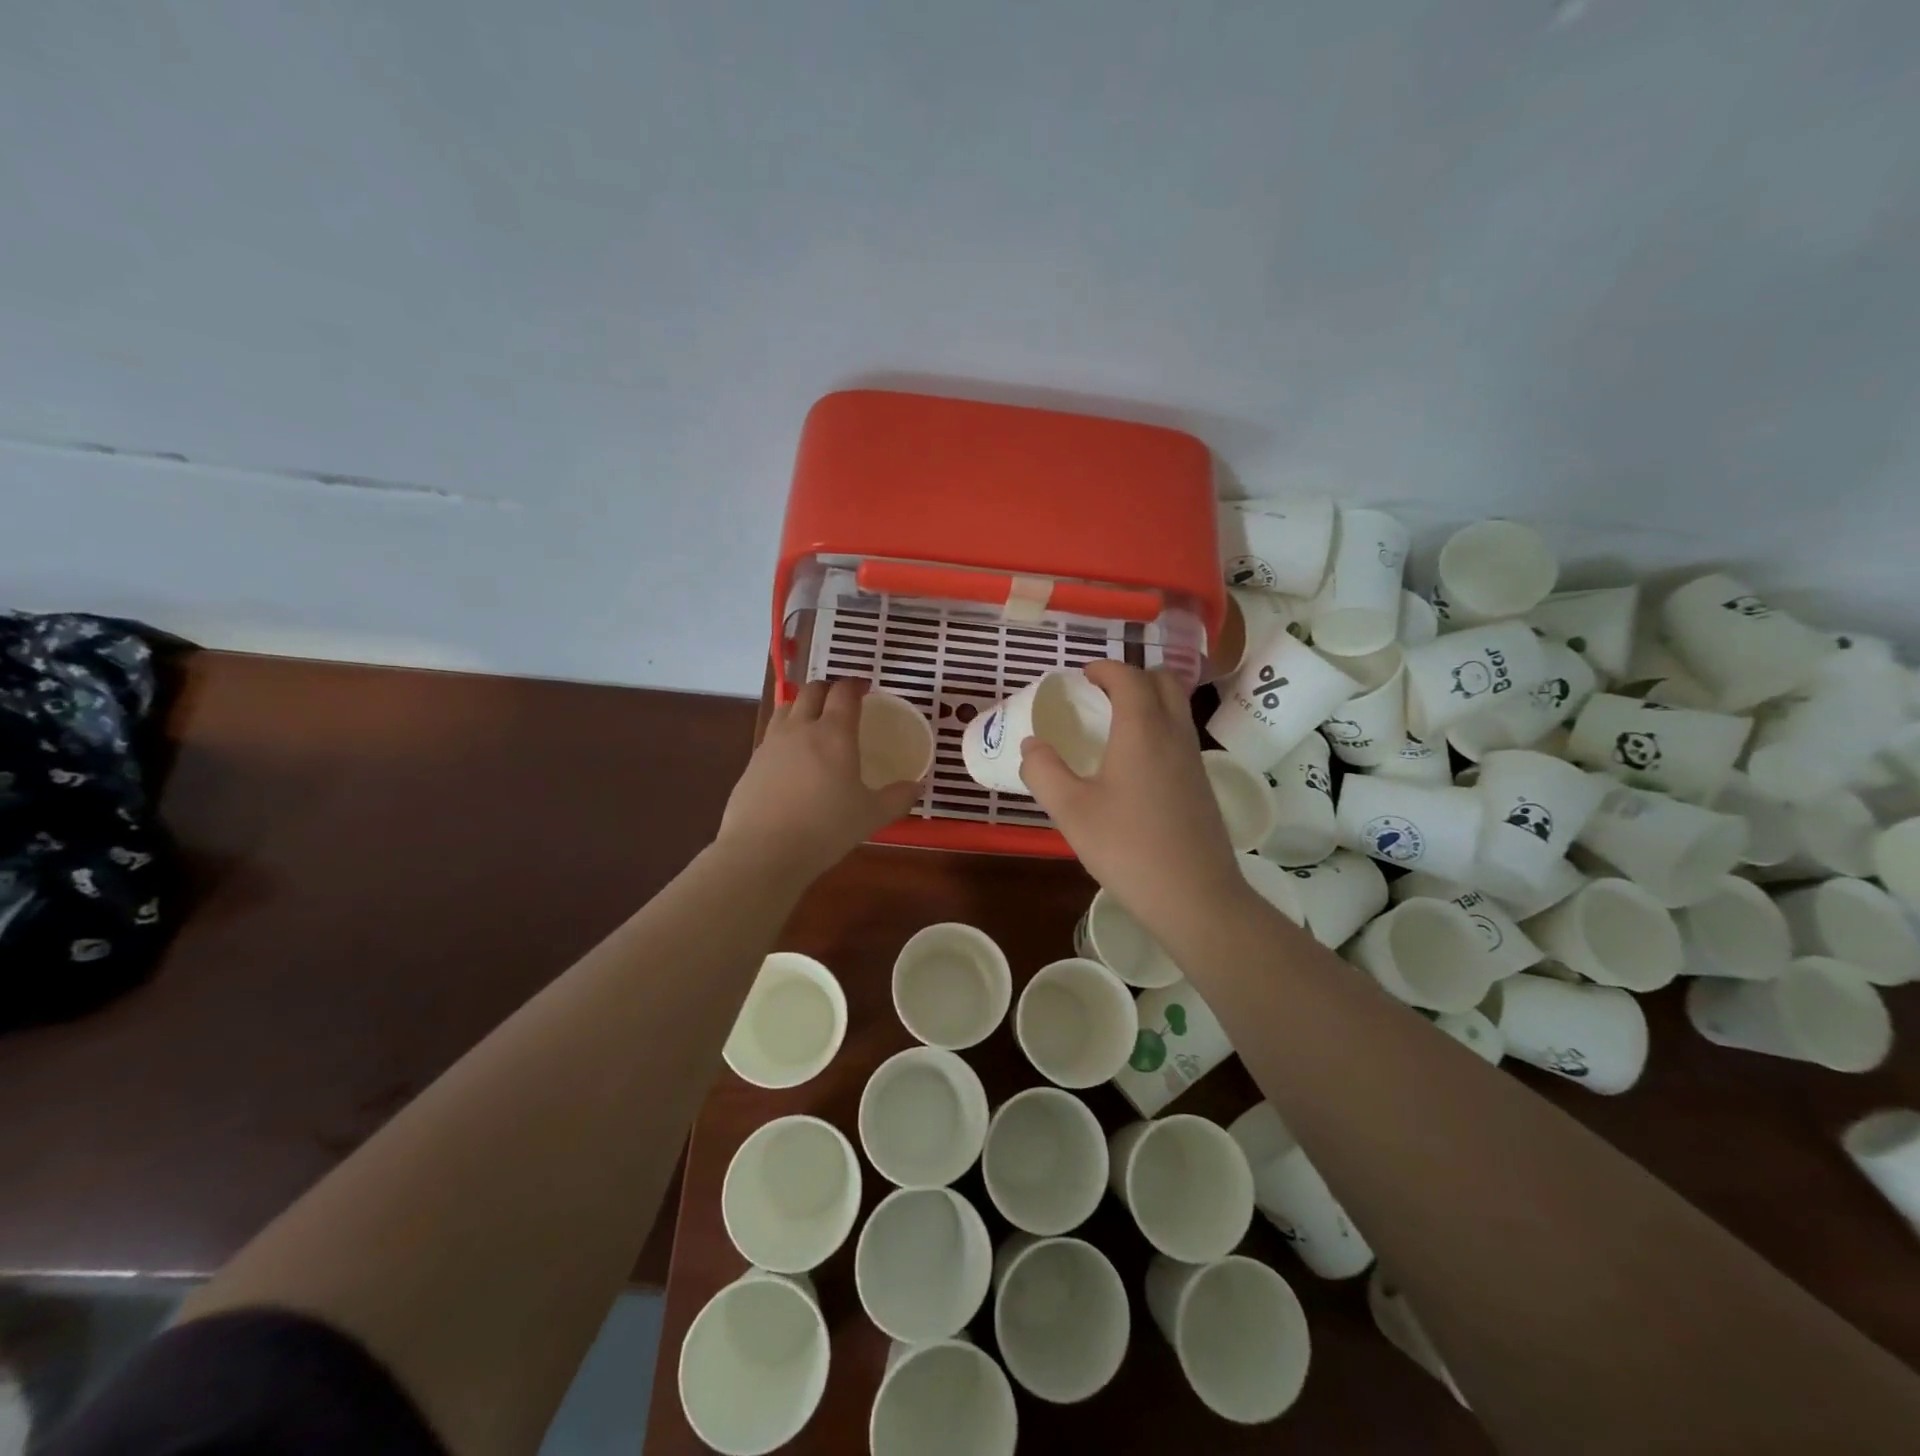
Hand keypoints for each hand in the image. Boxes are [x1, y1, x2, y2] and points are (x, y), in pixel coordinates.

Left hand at [716, 679, 925, 881]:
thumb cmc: (825, 828)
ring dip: (803, 705)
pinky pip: (771, 735)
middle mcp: (800, 729)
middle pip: (811, 691)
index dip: (855, 685)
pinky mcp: (752, 764)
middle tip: (841, 700)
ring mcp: (771, 744)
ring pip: (786, 708)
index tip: (865, 687)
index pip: (843, 693)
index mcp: (833, 734)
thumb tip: (918, 786)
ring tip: (814, 720)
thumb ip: (898, 798)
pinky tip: (792, 757)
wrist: (763, 851)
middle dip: (828, 689)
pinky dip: (786, 733)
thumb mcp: (871, 816)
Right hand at [1018, 661, 1250, 941]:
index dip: (1105, 668)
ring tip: (1115, 723)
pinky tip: (1134, 762)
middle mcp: (1174, 735)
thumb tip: (1032, 746)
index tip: (1082, 675)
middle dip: (1133, 676)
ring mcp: (1194, 760)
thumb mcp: (1071, 811)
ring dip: (1149, 701)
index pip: (1129, 678)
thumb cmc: (1128, 848)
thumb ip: (1044, 772)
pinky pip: (1180, 735)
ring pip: (1177, 708)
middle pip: (1164, 682)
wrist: (1195, 896)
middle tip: (1101, 693)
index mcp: (1142, 730)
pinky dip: (1158, 727)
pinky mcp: (1202, 784)